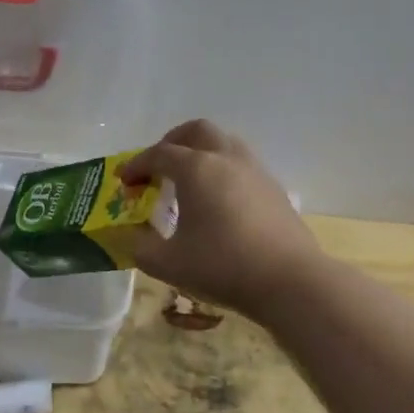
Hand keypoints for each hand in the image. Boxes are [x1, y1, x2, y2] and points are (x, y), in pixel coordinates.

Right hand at [117, 120, 323, 317]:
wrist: (289, 281)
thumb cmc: (222, 266)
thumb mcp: (166, 263)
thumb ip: (140, 246)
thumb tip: (133, 236)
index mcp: (196, 168)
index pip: (159, 154)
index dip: (136, 165)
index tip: (124, 181)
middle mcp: (226, 159)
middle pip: (197, 131)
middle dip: (172, 142)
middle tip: (158, 167)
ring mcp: (256, 172)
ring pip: (225, 144)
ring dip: (202, 153)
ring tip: (189, 181)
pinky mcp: (275, 190)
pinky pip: (242, 166)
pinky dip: (223, 172)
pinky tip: (219, 202)